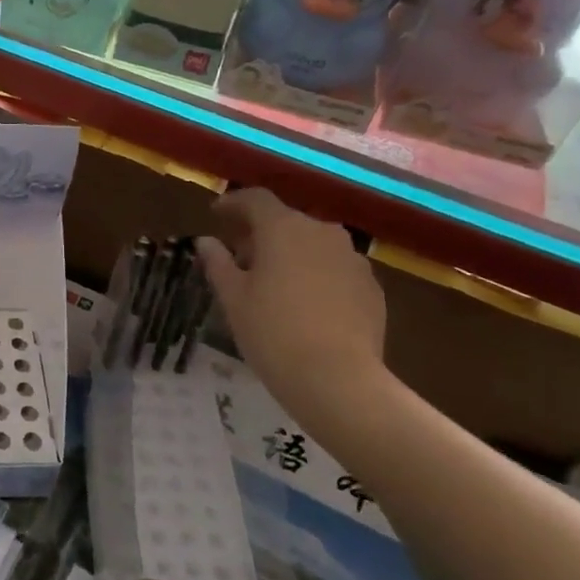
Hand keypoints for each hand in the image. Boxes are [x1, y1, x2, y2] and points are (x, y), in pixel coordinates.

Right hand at [196, 188, 386, 410]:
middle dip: (261, 234)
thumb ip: (218, 263)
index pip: (255, 199)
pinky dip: (316, 275)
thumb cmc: (272, 332)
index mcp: (283, 228)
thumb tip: (207, 242)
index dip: (234, 203)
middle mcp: (322, 232)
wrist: (338, 379)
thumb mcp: (233, 298)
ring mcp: (352, 259)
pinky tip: (304, 304)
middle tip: (240, 258)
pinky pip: (335, 269)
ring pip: (313, 245)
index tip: (216, 215)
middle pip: (286, 221)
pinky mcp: (371, 287)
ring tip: (273, 283)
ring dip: (291, 254)